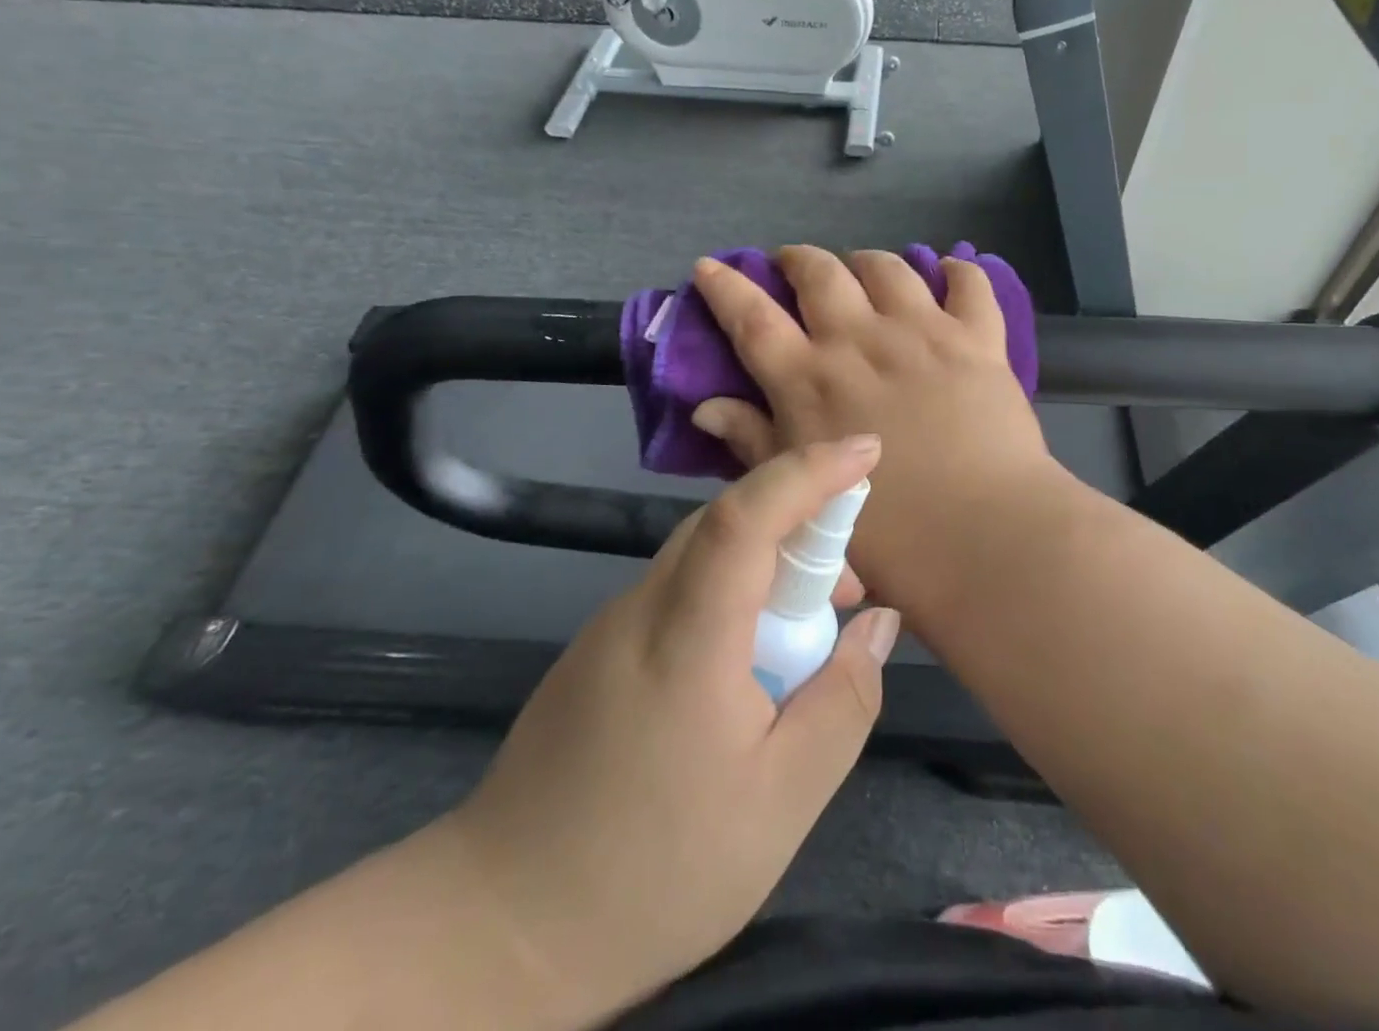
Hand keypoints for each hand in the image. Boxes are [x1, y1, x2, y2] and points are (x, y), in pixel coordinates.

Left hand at [444, 436, 901, 1024]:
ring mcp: (612, 625)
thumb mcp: (783, 801)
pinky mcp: (599, 648)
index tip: (865, 451)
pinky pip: (681, 590)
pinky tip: (748, 666)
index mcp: (688, 637)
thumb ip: (844, 700)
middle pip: (726, 523)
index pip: (746, 516)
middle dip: (801, 524)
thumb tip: (878, 622)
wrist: (500, 928)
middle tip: (849, 588)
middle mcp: (642, 608)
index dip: (808, 471)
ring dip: (767, 565)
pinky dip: (731, 596)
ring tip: (808, 635)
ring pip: (703, 555)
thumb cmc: (656, 870)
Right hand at [687, 246, 1061, 604]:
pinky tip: (947, 271)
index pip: (752, 317)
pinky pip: (968, 284)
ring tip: (863, 269)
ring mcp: (921, 332)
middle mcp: (859, 341)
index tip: (710, 266)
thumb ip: (754, 443)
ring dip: (866, 261)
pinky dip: (956, 271)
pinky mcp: (976, 339)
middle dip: (798, 260)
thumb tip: (707, 409)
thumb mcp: (803, 493)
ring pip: (887, 268)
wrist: (981, 536)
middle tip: (793, 265)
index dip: (725, 287)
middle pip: (819, 274)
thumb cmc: (885, 532)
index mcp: (809, 380)